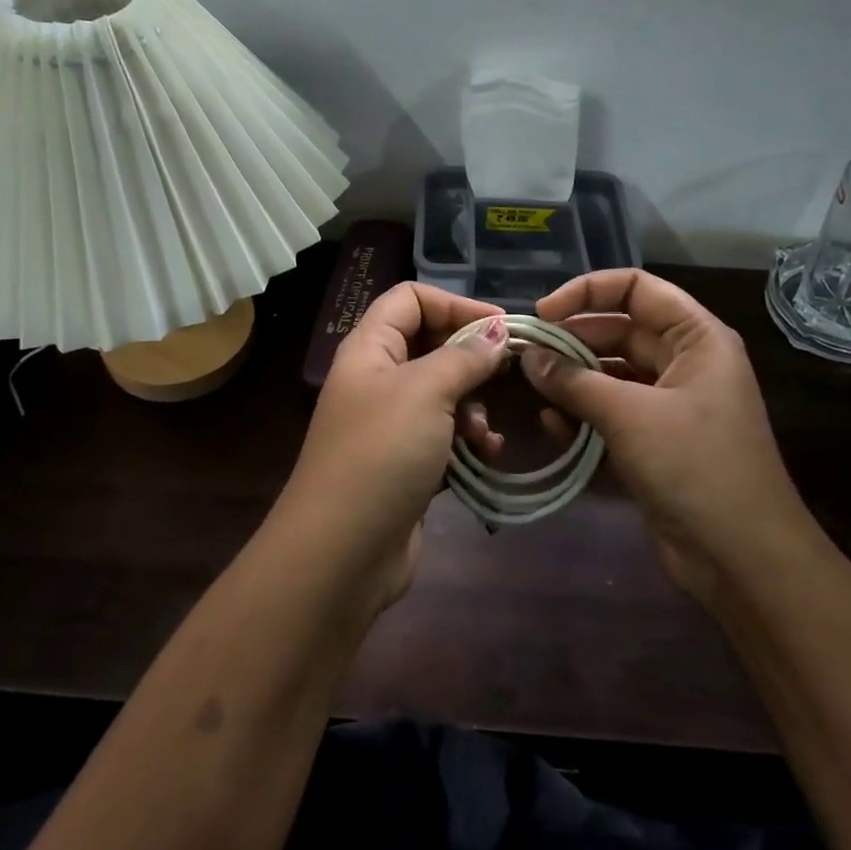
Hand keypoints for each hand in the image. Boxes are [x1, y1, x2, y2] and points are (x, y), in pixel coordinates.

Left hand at [274, 283, 508, 614]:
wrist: (342, 551)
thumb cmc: (382, 453)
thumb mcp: (426, 392)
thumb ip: (465, 356)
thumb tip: (496, 331)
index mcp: (370, 348)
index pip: (410, 299)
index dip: (455, 303)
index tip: (501, 325)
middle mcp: (377, 378)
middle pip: (431, 344)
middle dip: (471, 358)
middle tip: (508, 373)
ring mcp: (390, 423)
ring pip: (444, 393)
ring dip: (474, 406)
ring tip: (485, 432)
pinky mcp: (405, 462)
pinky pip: (444, 435)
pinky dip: (467, 440)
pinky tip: (486, 456)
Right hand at [523, 270, 816, 609]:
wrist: (743, 559)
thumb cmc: (696, 467)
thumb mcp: (630, 416)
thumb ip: (574, 381)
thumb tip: (529, 357)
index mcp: (696, 338)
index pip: (637, 289)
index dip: (588, 291)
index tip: (543, 313)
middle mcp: (684, 363)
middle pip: (618, 331)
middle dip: (571, 341)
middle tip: (524, 356)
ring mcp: (668, 405)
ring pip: (609, 374)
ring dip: (572, 381)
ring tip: (533, 391)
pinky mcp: (653, 442)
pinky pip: (610, 414)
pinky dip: (582, 416)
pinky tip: (553, 428)